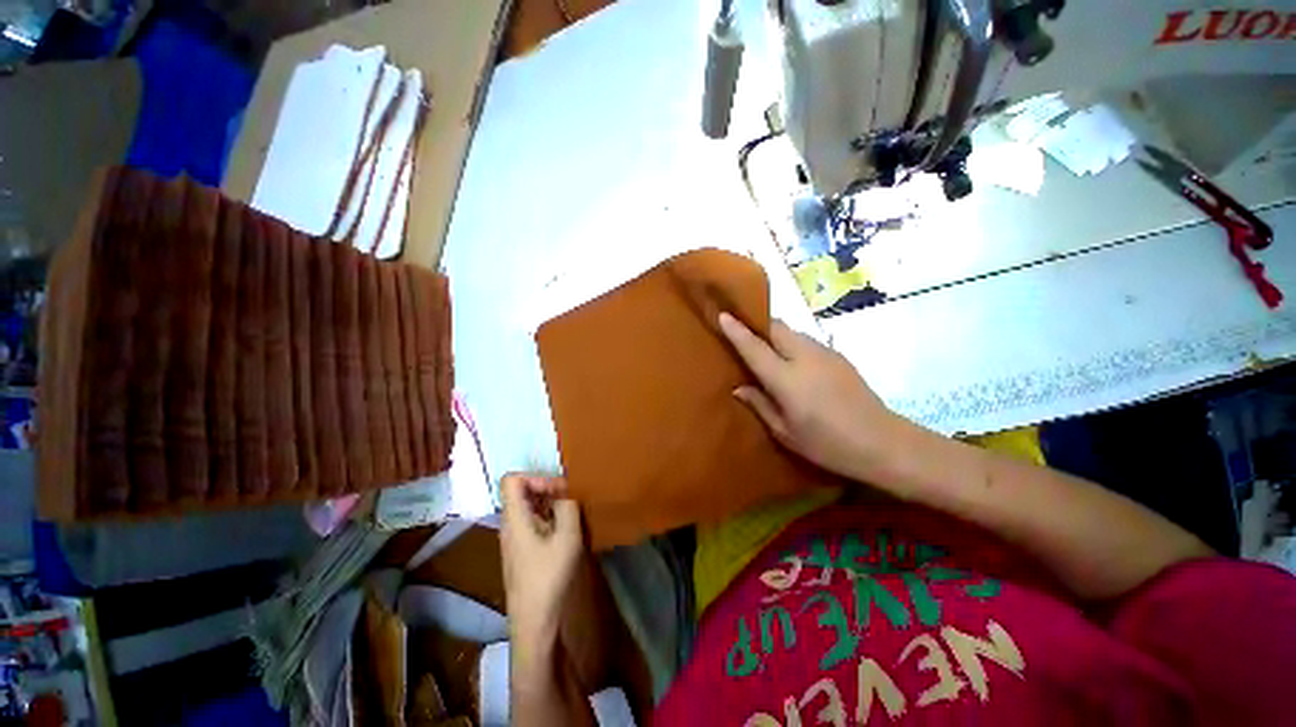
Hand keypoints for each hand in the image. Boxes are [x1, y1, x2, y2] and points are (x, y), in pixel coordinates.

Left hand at [500, 473, 583, 648]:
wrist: (534, 622)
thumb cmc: (548, 577)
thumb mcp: (567, 537)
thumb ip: (568, 507)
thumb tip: (566, 493)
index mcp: (514, 517)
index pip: (512, 479)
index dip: (536, 476)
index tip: (558, 489)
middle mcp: (509, 524)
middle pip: (522, 491)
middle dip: (548, 488)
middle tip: (571, 498)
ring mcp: (514, 538)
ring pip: (528, 506)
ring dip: (550, 503)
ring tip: (572, 512)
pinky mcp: (522, 550)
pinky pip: (533, 521)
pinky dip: (550, 517)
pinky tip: (566, 530)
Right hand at [718, 312, 904, 483]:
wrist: (883, 443)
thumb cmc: (827, 444)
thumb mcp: (785, 432)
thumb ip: (760, 404)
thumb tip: (738, 388)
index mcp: (786, 379)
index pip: (755, 347)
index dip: (737, 330)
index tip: (722, 315)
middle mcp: (804, 357)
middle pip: (776, 327)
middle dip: (758, 324)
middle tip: (744, 332)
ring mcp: (825, 353)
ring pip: (792, 331)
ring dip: (776, 334)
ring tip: (767, 349)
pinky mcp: (839, 356)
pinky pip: (807, 340)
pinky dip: (792, 343)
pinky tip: (794, 362)